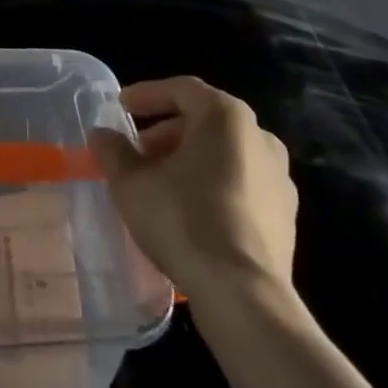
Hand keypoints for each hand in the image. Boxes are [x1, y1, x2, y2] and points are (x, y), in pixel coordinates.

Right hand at [90, 76, 296, 301]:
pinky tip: (190, 213)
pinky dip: (213, 186)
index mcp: (226, 116)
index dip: (147, 95)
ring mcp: (279, 178)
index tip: (120, 107)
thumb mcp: (132, 183)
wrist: (245, 298)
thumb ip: (113, 151)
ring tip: (159, 184)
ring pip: (224, 153)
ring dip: (189, 160)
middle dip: (166, 132)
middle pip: (204, 121)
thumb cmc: (184, 221)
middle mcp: (259, 136)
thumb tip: (101, 135)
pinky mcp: (286, 216)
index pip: (181, 89)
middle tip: (137, 152)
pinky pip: (241, 184)